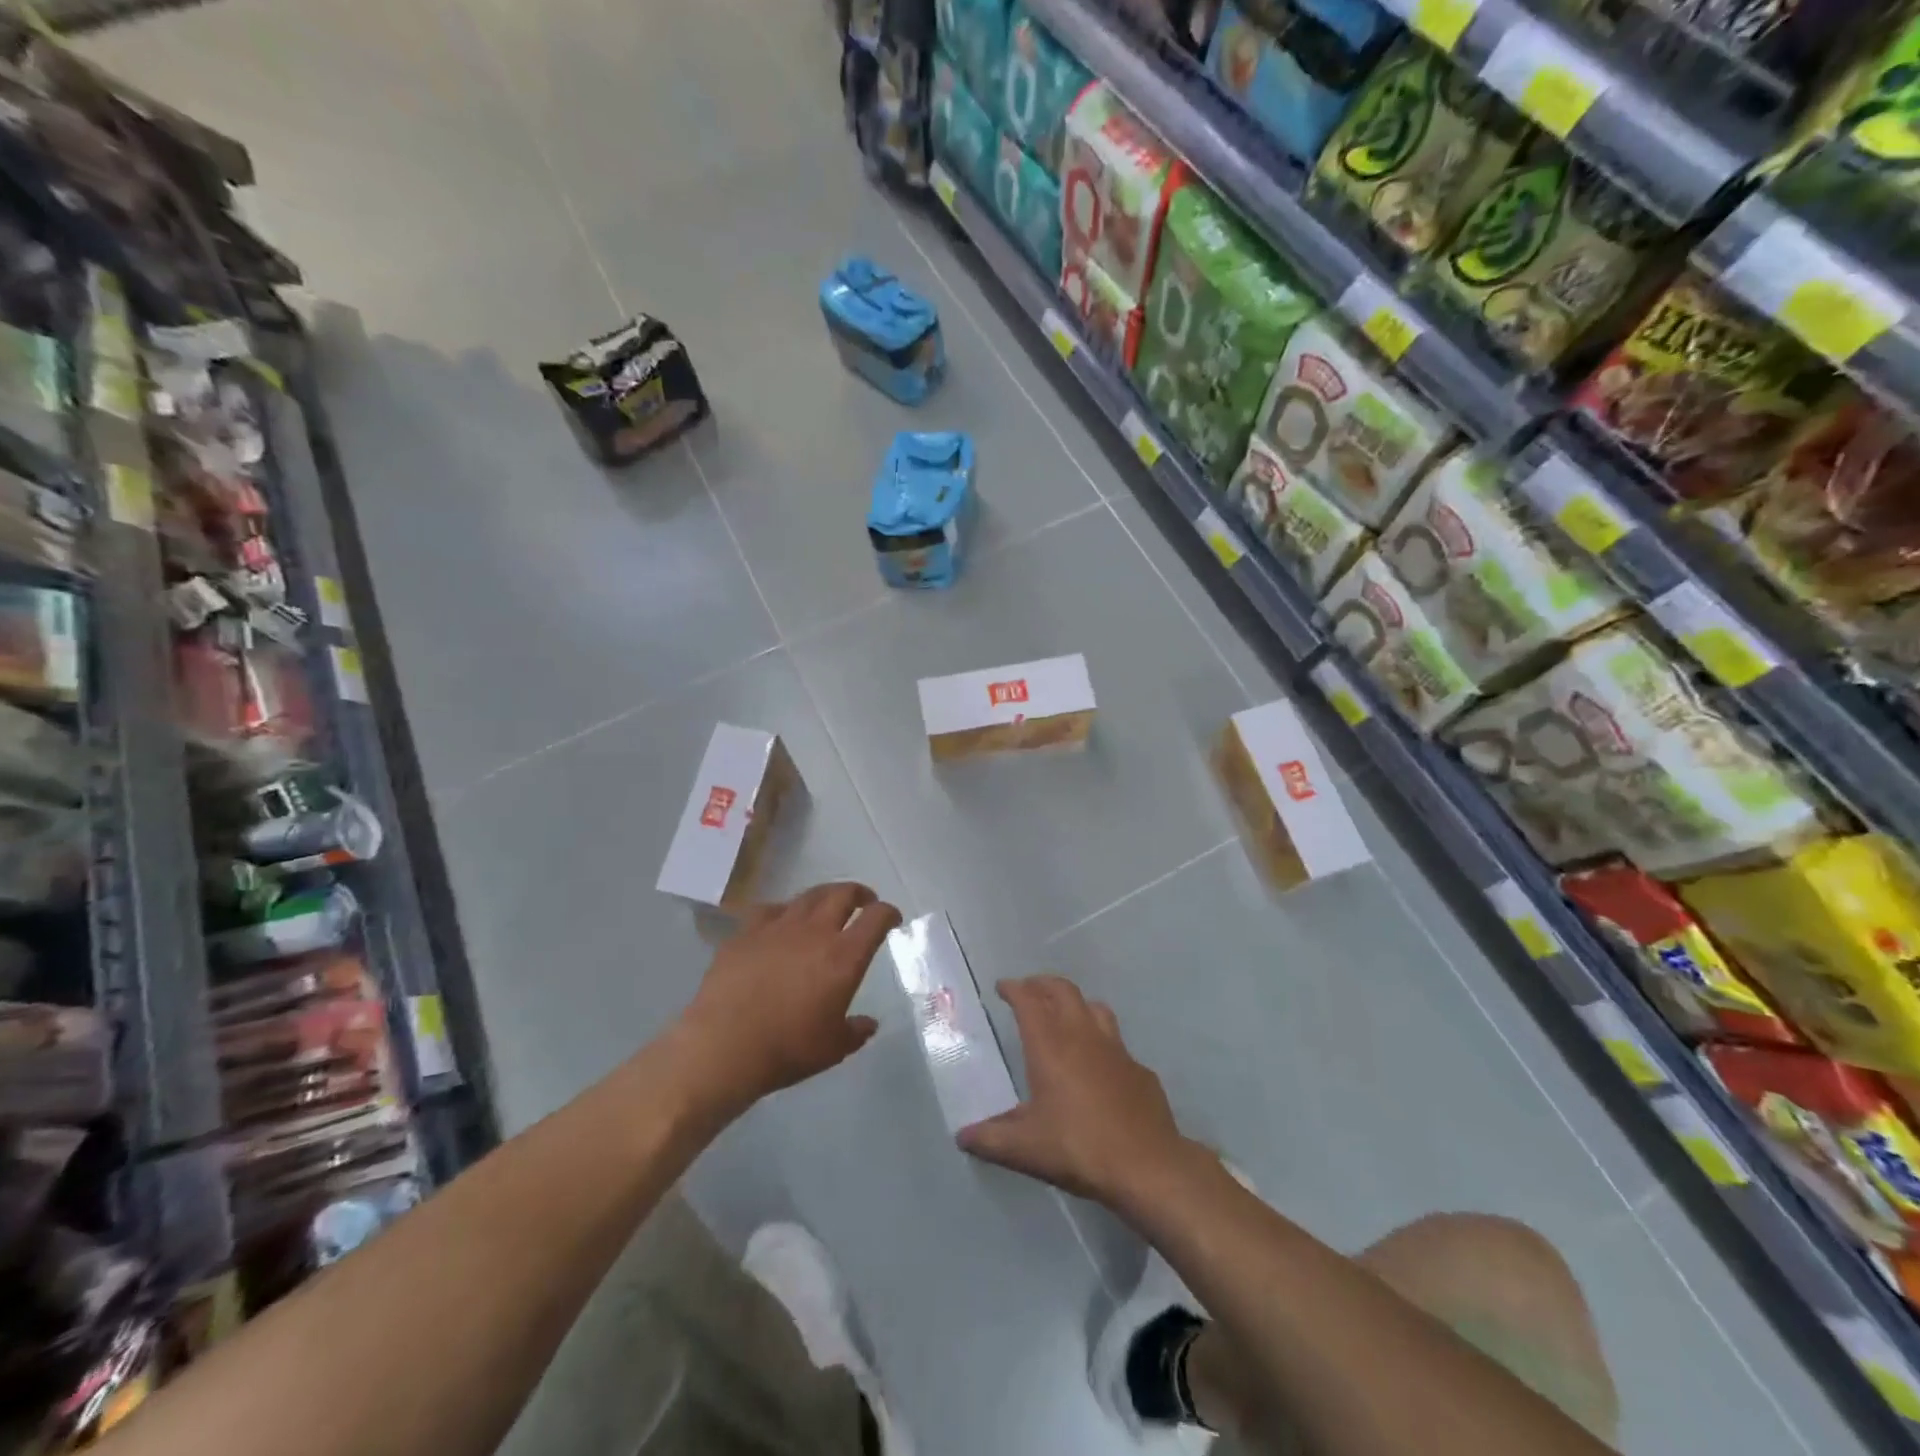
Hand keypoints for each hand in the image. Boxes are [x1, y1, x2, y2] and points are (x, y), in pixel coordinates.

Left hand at [676, 883, 901, 1115]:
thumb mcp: (833, 1048)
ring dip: (825, 896)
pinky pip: (770, 909)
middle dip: (859, 894)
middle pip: (843, 894)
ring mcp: (778, 927)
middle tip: (864, 901)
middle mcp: (815, 932)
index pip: (876, 918)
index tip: (892, 918)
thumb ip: (855, 1032)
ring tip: (827, 905)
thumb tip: (868, 1024)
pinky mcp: (746, 932)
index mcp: (844, 956)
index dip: (889, 913)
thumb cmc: (787, 1049)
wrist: (724, 1046)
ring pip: (808, 896)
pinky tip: (781, 921)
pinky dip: (784, 910)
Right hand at [958, 975, 1192, 1210]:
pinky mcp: (1139, 1069)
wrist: (1147, 1165)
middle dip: (1043, 984)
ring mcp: (1116, 1049)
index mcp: (1050, 1046)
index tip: (1002, 987)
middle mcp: (1083, 1036)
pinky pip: (1116, 1042)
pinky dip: (1101, 1041)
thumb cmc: (1078, 1147)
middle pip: (1063, 990)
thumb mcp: (1025, 1149)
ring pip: (1094, 1007)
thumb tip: (963, 1135)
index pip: (1029, 1001)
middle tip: (1029, 990)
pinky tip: (1098, 1063)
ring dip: (1075, 1003)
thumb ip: (991, 1138)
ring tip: (1064, 1014)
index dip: (1014, 988)